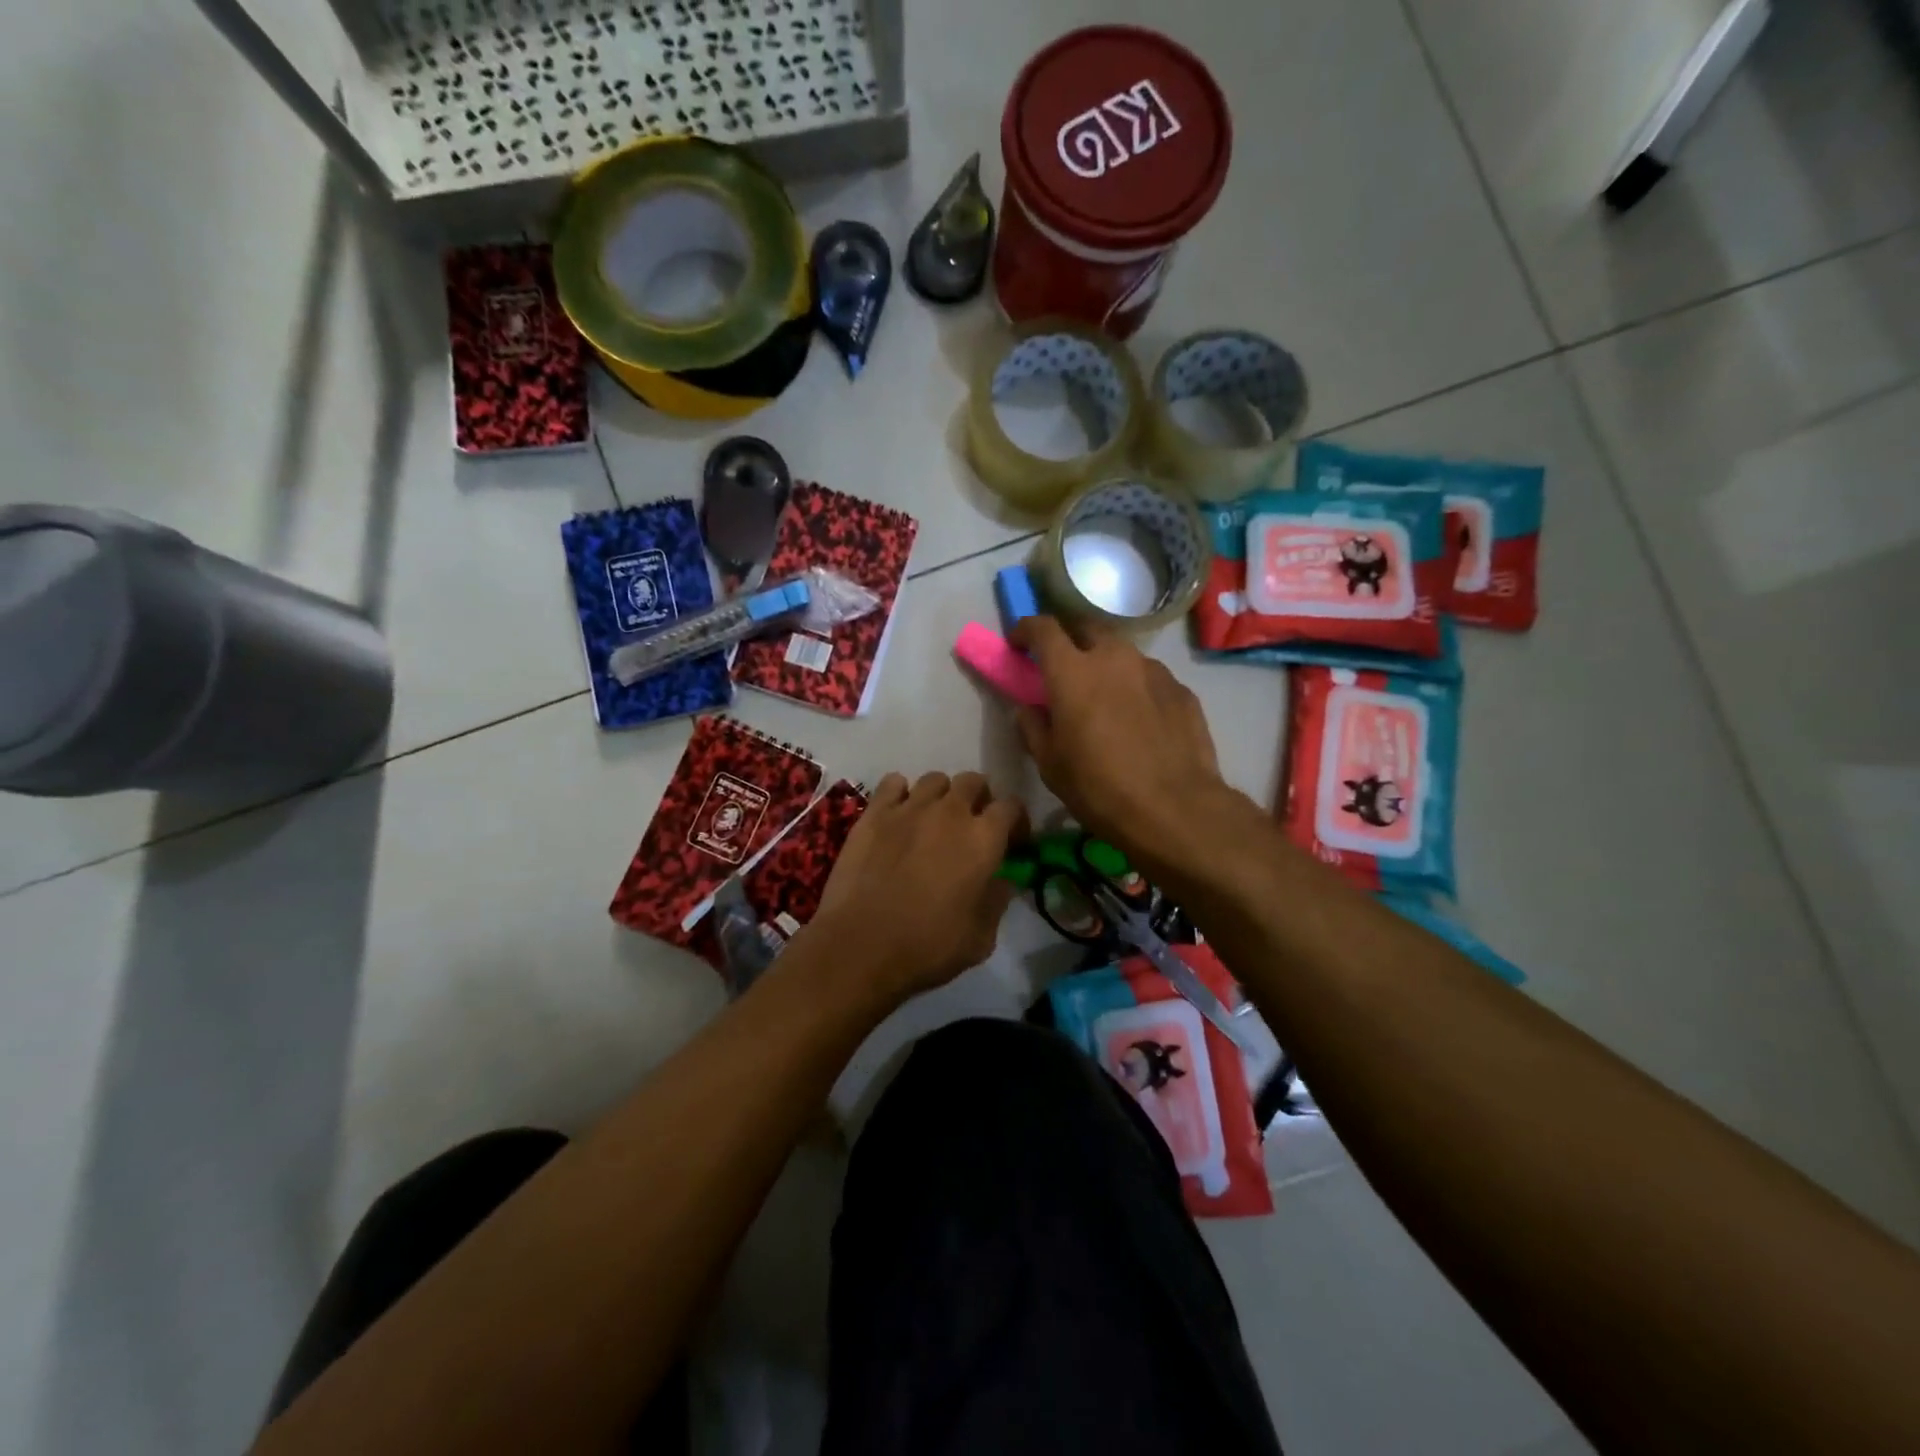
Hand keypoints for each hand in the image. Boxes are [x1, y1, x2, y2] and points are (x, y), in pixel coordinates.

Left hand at [809, 771, 1025, 1000]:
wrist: (860, 946)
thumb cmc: (928, 947)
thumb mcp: (981, 938)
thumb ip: (997, 901)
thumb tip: (1003, 881)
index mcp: (984, 839)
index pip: (1012, 806)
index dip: (1016, 822)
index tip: (1012, 842)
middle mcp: (950, 812)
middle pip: (974, 781)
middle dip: (979, 799)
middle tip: (972, 827)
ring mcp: (909, 807)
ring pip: (935, 779)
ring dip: (941, 796)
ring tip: (933, 821)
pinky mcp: (874, 813)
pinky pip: (893, 783)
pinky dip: (901, 793)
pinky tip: (898, 816)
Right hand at [1010, 617, 1237, 863]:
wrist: (1175, 810)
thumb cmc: (1099, 788)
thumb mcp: (1050, 765)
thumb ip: (1033, 727)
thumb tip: (1028, 709)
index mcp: (1072, 672)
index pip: (1043, 629)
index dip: (1026, 630)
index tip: (1019, 643)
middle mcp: (1114, 658)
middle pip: (1087, 628)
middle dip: (1071, 640)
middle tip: (1064, 667)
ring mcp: (1153, 670)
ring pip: (1122, 653)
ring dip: (1107, 665)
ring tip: (1105, 697)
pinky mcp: (1182, 690)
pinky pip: (1150, 679)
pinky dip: (1136, 688)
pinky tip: (1139, 720)